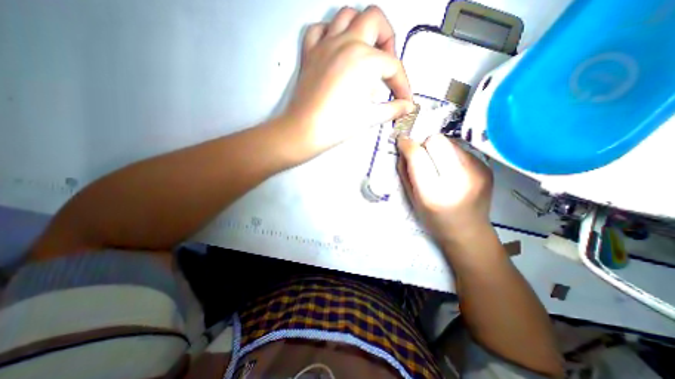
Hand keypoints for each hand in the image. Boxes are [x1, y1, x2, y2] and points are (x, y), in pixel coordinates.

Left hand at [279, 6, 416, 159]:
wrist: (305, 131)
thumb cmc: (337, 126)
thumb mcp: (370, 118)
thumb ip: (393, 109)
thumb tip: (407, 107)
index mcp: (365, 60)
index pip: (393, 67)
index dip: (403, 85)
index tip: (404, 100)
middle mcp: (346, 43)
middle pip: (375, 20)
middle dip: (387, 40)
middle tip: (386, 64)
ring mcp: (325, 45)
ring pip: (347, 15)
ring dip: (361, 28)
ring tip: (365, 52)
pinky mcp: (310, 53)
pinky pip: (319, 29)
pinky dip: (330, 33)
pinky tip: (336, 49)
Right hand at [396, 135, 494, 246]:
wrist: (468, 232)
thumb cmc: (434, 219)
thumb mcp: (412, 199)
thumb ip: (405, 172)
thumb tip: (404, 148)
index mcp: (434, 193)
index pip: (418, 155)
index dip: (408, 146)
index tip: (402, 142)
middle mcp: (459, 179)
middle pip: (437, 140)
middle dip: (424, 144)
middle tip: (421, 157)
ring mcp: (477, 171)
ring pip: (450, 141)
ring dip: (438, 149)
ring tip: (438, 165)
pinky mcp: (486, 167)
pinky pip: (461, 149)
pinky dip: (450, 154)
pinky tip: (451, 170)